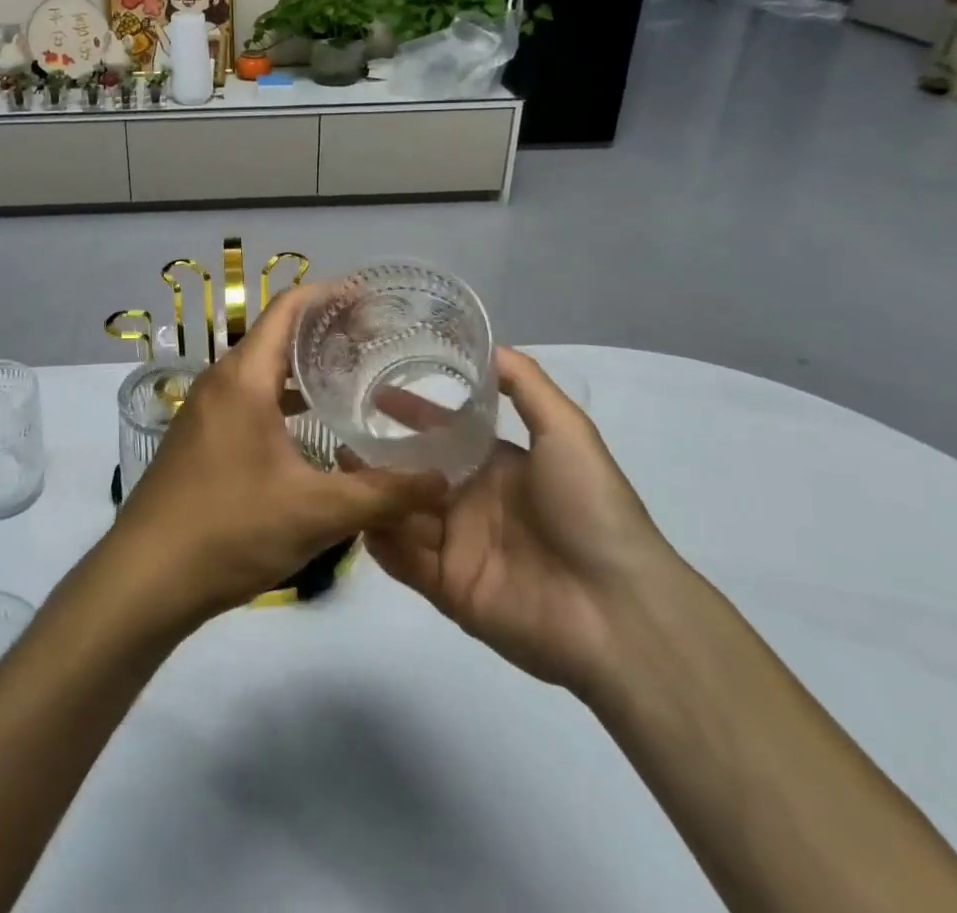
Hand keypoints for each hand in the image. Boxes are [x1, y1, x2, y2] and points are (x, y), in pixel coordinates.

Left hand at [107, 286, 446, 626]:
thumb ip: (383, 494)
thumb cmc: (230, 530)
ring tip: (352, 376)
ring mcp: (205, 409)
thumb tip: (440, 481)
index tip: (371, 297)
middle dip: (324, 332)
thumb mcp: (316, 512)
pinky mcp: (201, 437)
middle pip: (276, 335)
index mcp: (244, 378)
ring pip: (261, 370)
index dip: (329, 295)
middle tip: (375, 340)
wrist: (145, 577)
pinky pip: (248, 398)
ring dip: (302, 368)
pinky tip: (311, 425)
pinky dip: (282, 397)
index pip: (288, 309)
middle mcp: (221, 381)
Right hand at [360, 348, 677, 695]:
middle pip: (413, 472)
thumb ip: (526, 385)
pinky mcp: (447, 588)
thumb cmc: (590, 509)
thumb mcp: (567, 432)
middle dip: (378, 455)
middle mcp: (472, 501)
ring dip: (372, 493)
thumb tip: (488, 344)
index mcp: (497, 466)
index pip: (441, 432)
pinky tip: (356, 517)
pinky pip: (403, 560)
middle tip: (339, 435)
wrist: (617, 611)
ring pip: (401, 512)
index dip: (409, 412)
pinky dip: (379, 541)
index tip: (372, 391)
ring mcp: (458, 546)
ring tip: (339, 472)